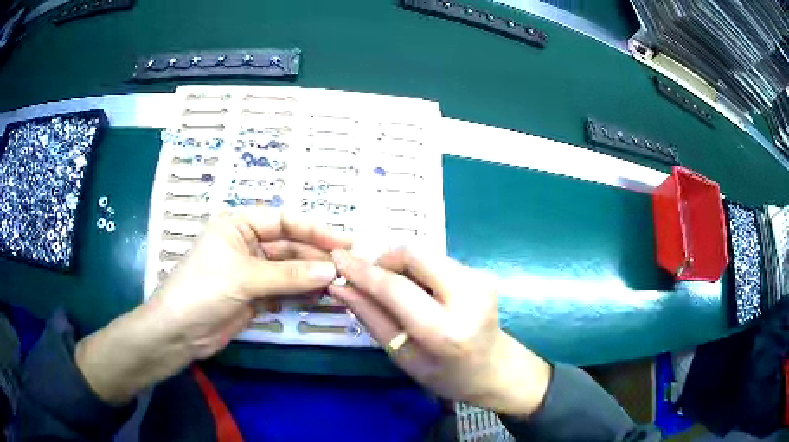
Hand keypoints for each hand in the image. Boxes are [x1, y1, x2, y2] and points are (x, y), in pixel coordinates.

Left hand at [76, 210, 349, 403]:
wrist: (179, 331)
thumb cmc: (202, 290)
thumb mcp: (244, 277)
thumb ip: (289, 275)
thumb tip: (331, 270)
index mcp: (238, 225)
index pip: (283, 221)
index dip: (314, 230)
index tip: (343, 242)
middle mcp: (247, 243)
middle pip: (289, 246)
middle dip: (316, 256)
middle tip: (347, 267)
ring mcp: (252, 271)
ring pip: (289, 270)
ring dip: (312, 276)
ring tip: (341, 282)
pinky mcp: (255, 295)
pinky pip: (285, 290)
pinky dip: (302, 293)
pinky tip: (322, 296)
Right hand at [330, 247, 551, 416]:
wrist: (496, 369)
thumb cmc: (447, 376)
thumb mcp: (403, 356)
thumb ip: (372, 318)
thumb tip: (340, 287)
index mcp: (445, 330)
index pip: (395, 288)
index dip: (362, 271)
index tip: (337, 259)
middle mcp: (468, 296)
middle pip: (414, 254)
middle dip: (384, 260)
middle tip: (371, 281)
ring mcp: (480, 279)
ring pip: (425, 253)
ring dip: (402, 266)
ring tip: (397, 293)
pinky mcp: (482, 272)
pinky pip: (437, 260)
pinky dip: (419, 270)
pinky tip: (420, 293)